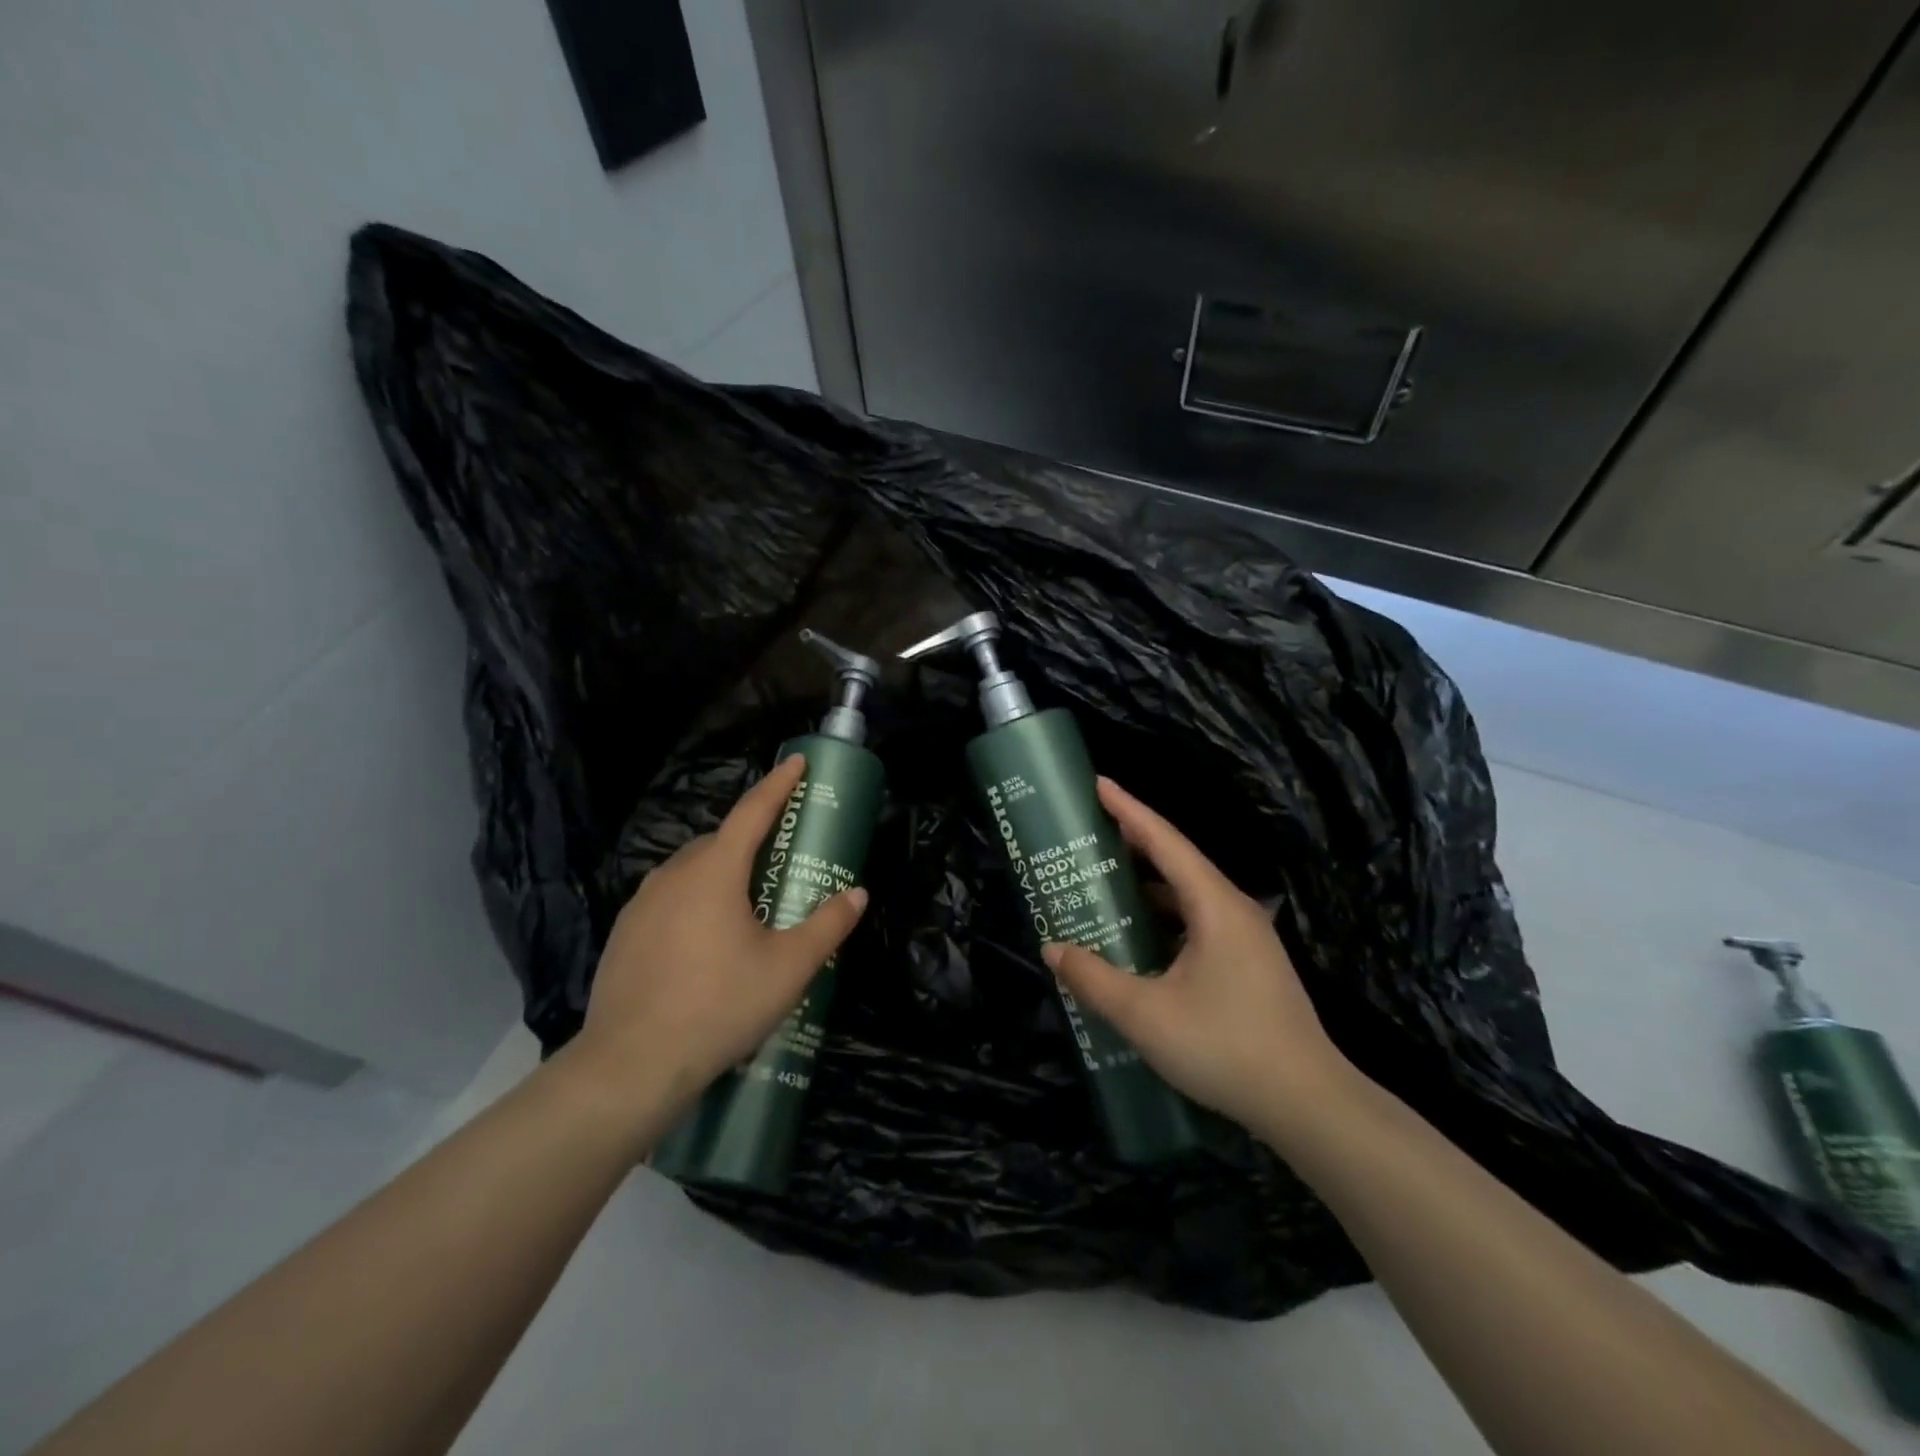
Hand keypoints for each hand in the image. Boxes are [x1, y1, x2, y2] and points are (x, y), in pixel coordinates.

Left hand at [575, 754, 867, 1115]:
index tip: (797, 761)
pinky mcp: (624, 933)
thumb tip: (857, 894)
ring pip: (691, 870)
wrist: (631, 1065)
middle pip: (720, 841)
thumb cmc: (719, 1005)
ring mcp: (642, 903)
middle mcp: (674, 875)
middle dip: (752, 840)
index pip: (753, 812)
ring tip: (746, 906)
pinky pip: (668, 899)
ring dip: (721, 872)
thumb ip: (828, 925)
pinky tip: (705, 942)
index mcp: (715, 871)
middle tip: (780, 859)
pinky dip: (694, 901)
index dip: (779, 784)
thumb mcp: (789, 968)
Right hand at [1042, 777, 1351, 1134]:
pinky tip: (1139, 939)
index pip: (1165, 841)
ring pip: (1189, 896)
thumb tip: (1053, 949)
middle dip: (1134, 843)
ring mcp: (1247, 939)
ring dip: (1148, 886)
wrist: (1309, 1105)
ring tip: (1105, 883)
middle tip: (1090, 832)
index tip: (1098, 784)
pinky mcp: (1249, 966)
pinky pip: (1197, 923)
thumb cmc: (1225, 1047)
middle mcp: (1234, 910)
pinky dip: (1164, 918)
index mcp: (1215, 905)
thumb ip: (1094, 978)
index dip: (1128, 809)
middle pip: (1178, 862)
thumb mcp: (1145, 1015)